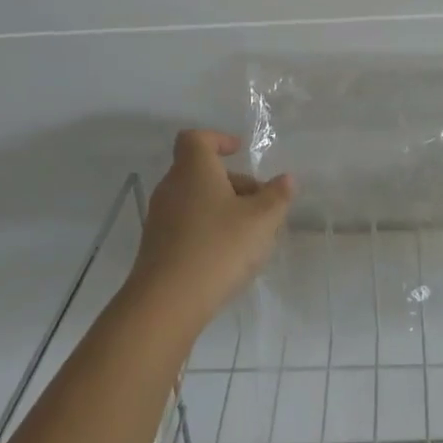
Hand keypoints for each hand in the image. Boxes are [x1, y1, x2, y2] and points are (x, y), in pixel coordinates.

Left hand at [128, 130, 293, 327]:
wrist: (166, 304)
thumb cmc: (218, 248)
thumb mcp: (261, 220)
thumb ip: (277, 196)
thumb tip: (286, 179)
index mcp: (193, 170)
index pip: (197, 138)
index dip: (218, 139)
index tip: (239, 150)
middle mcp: (171, 188)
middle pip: (201, 172)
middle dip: (232, 182)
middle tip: (259, 203)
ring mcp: (159, 219)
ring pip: (195, 200)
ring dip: (222, 208)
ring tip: (249, 233)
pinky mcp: (156, 248)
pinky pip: (186, 226)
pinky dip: (207, 230)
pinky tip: (227, 256)